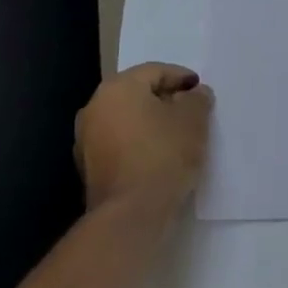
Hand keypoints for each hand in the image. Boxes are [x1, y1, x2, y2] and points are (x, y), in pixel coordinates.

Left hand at [74, 63, 214, 218]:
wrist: (130, 216)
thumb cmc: (163, 156)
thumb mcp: (193, 121)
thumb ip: (197, 100)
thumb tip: (195, 94)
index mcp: (118, 87)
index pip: (155, 71)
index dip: (182, 78)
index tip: (200, 91)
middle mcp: (95, 107)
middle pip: (138, 94)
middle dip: (165, 100)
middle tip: (190, 111)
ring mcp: (86, 139)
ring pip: (127, 120)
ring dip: (150, 123)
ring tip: (177, 136)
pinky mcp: (88, 168)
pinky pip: (119, 143)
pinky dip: (138, 144)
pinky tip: (158, 157)